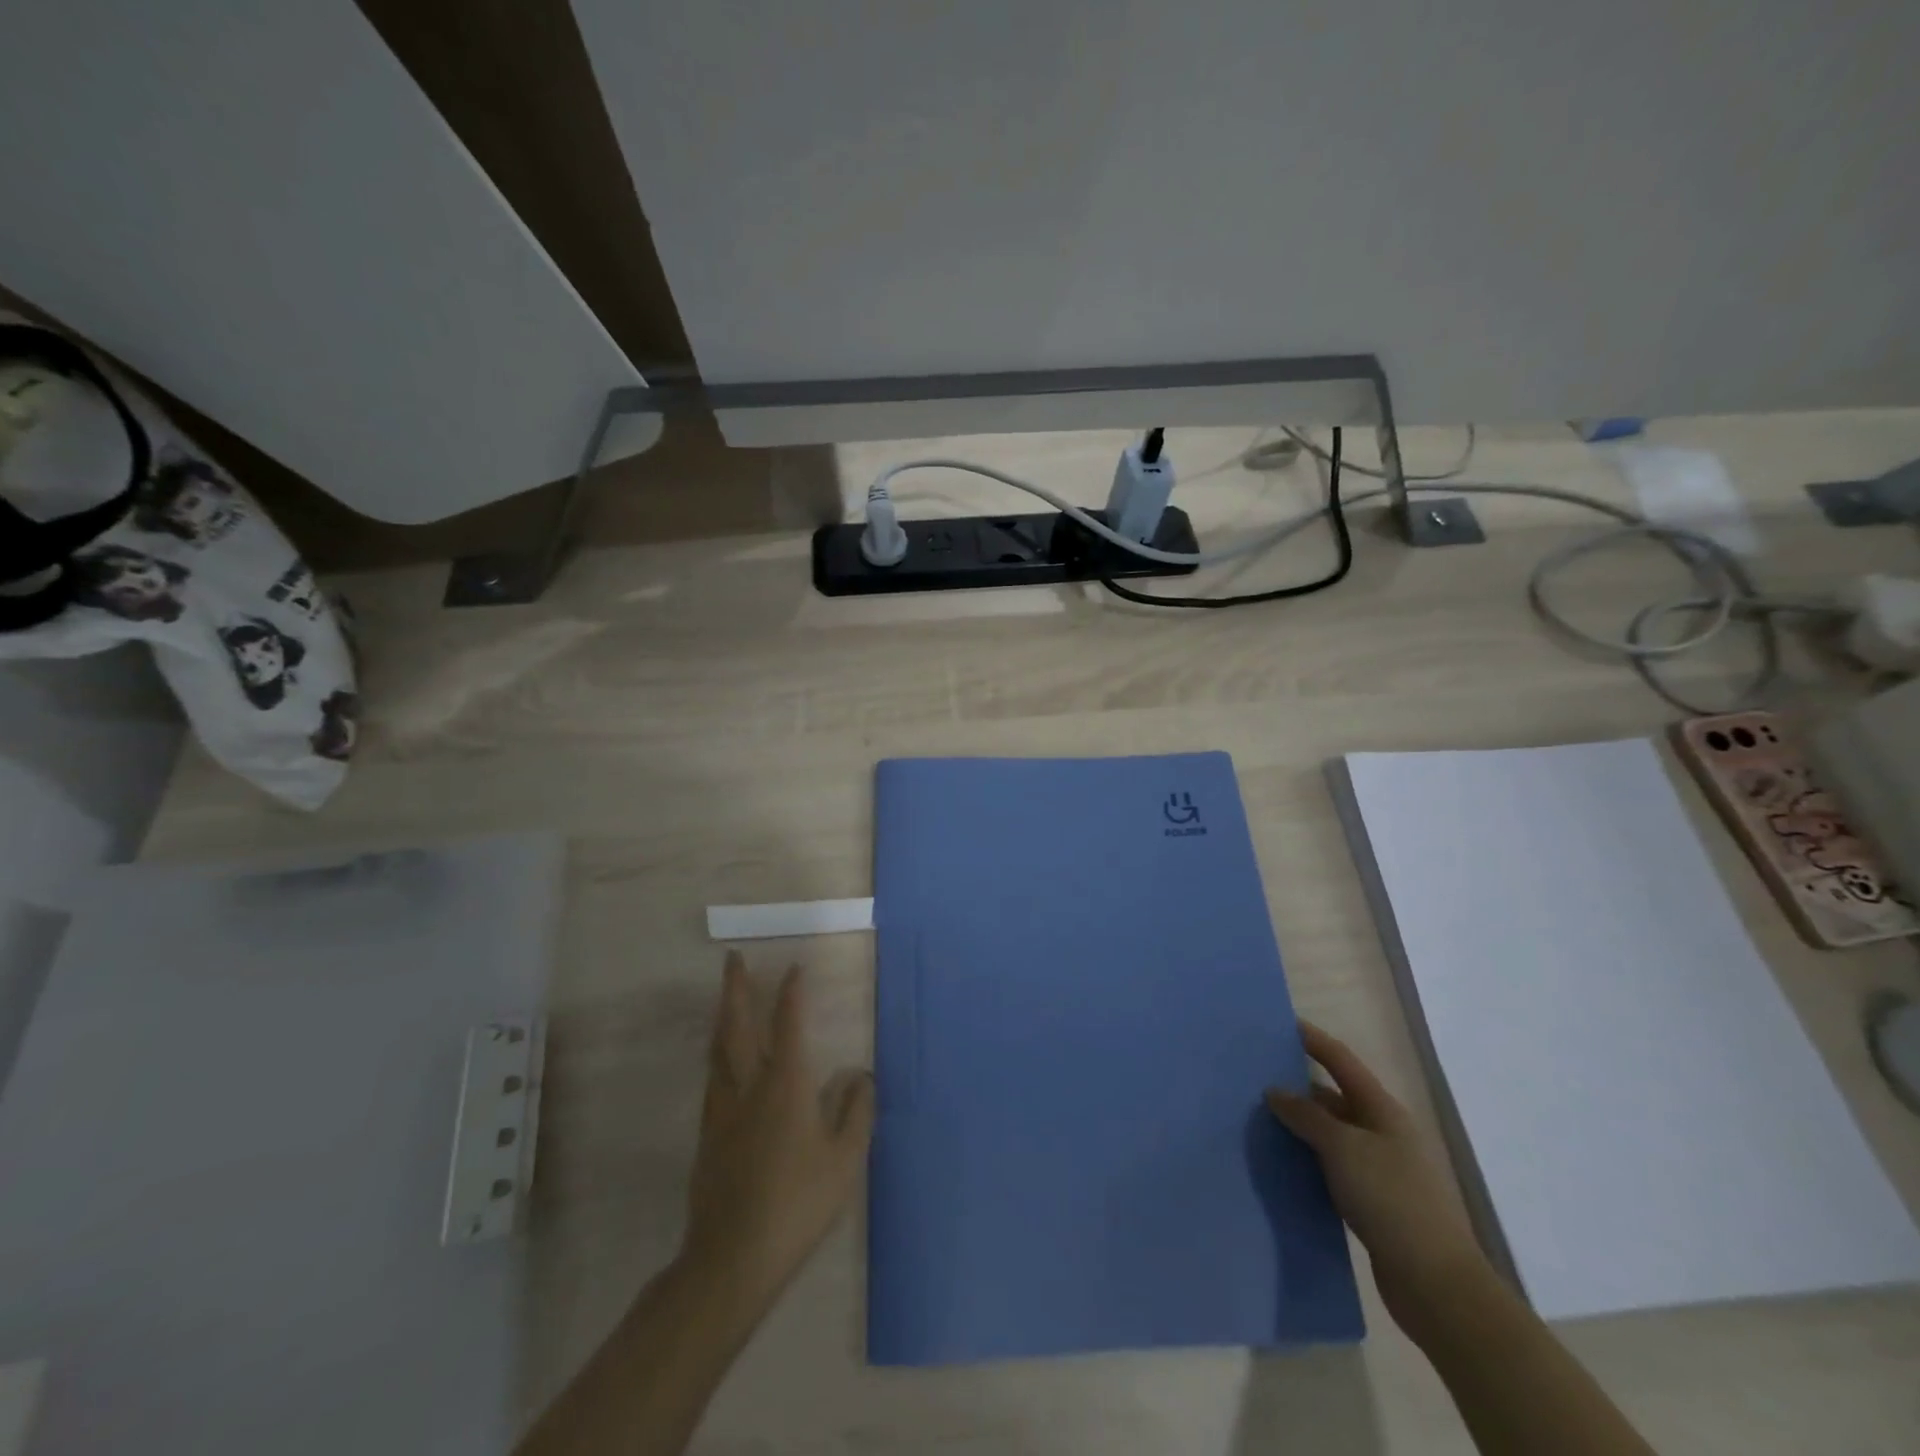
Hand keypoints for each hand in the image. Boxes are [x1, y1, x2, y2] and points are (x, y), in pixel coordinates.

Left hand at [681, 953, 874, 1308]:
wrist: (733, 1258)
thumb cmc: (798, 1204)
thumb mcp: (845, 1160)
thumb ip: (856, 1112)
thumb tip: (861, 1076)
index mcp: (786, 1085)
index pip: (788, 1025)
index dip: (791, 993)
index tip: (794, 968)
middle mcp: (749, 1086)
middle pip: (737, 1026)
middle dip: (736, 989)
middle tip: (732, 958)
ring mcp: (722, 1109)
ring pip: (718, 1050)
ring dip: (722, 1016)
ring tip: (725, 997)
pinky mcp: (708, 1134)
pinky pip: (713, 1077)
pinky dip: (719, 1052)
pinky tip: (723, 1060)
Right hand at [1266, 1021, 1492, 1337]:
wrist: (1435, 1284)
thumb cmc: (1391, 1200)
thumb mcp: (1343, 1148)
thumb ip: (1306, 1116)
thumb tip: (1276, 1092)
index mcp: (1381, 1110)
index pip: (1340, 1060)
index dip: (1312, 1039)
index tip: (1280, 1023)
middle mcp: (1381, 1132)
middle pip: (1333, 1096)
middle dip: (1296, 1085)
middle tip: (1254, 1076)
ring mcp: (1378, 1168)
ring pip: (1329, 1134)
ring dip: (1298, 1125)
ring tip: (1257, 1117)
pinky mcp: (1371, 1201)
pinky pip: (1330, 1166)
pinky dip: (1306, 1159)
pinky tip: (1279, 1162)